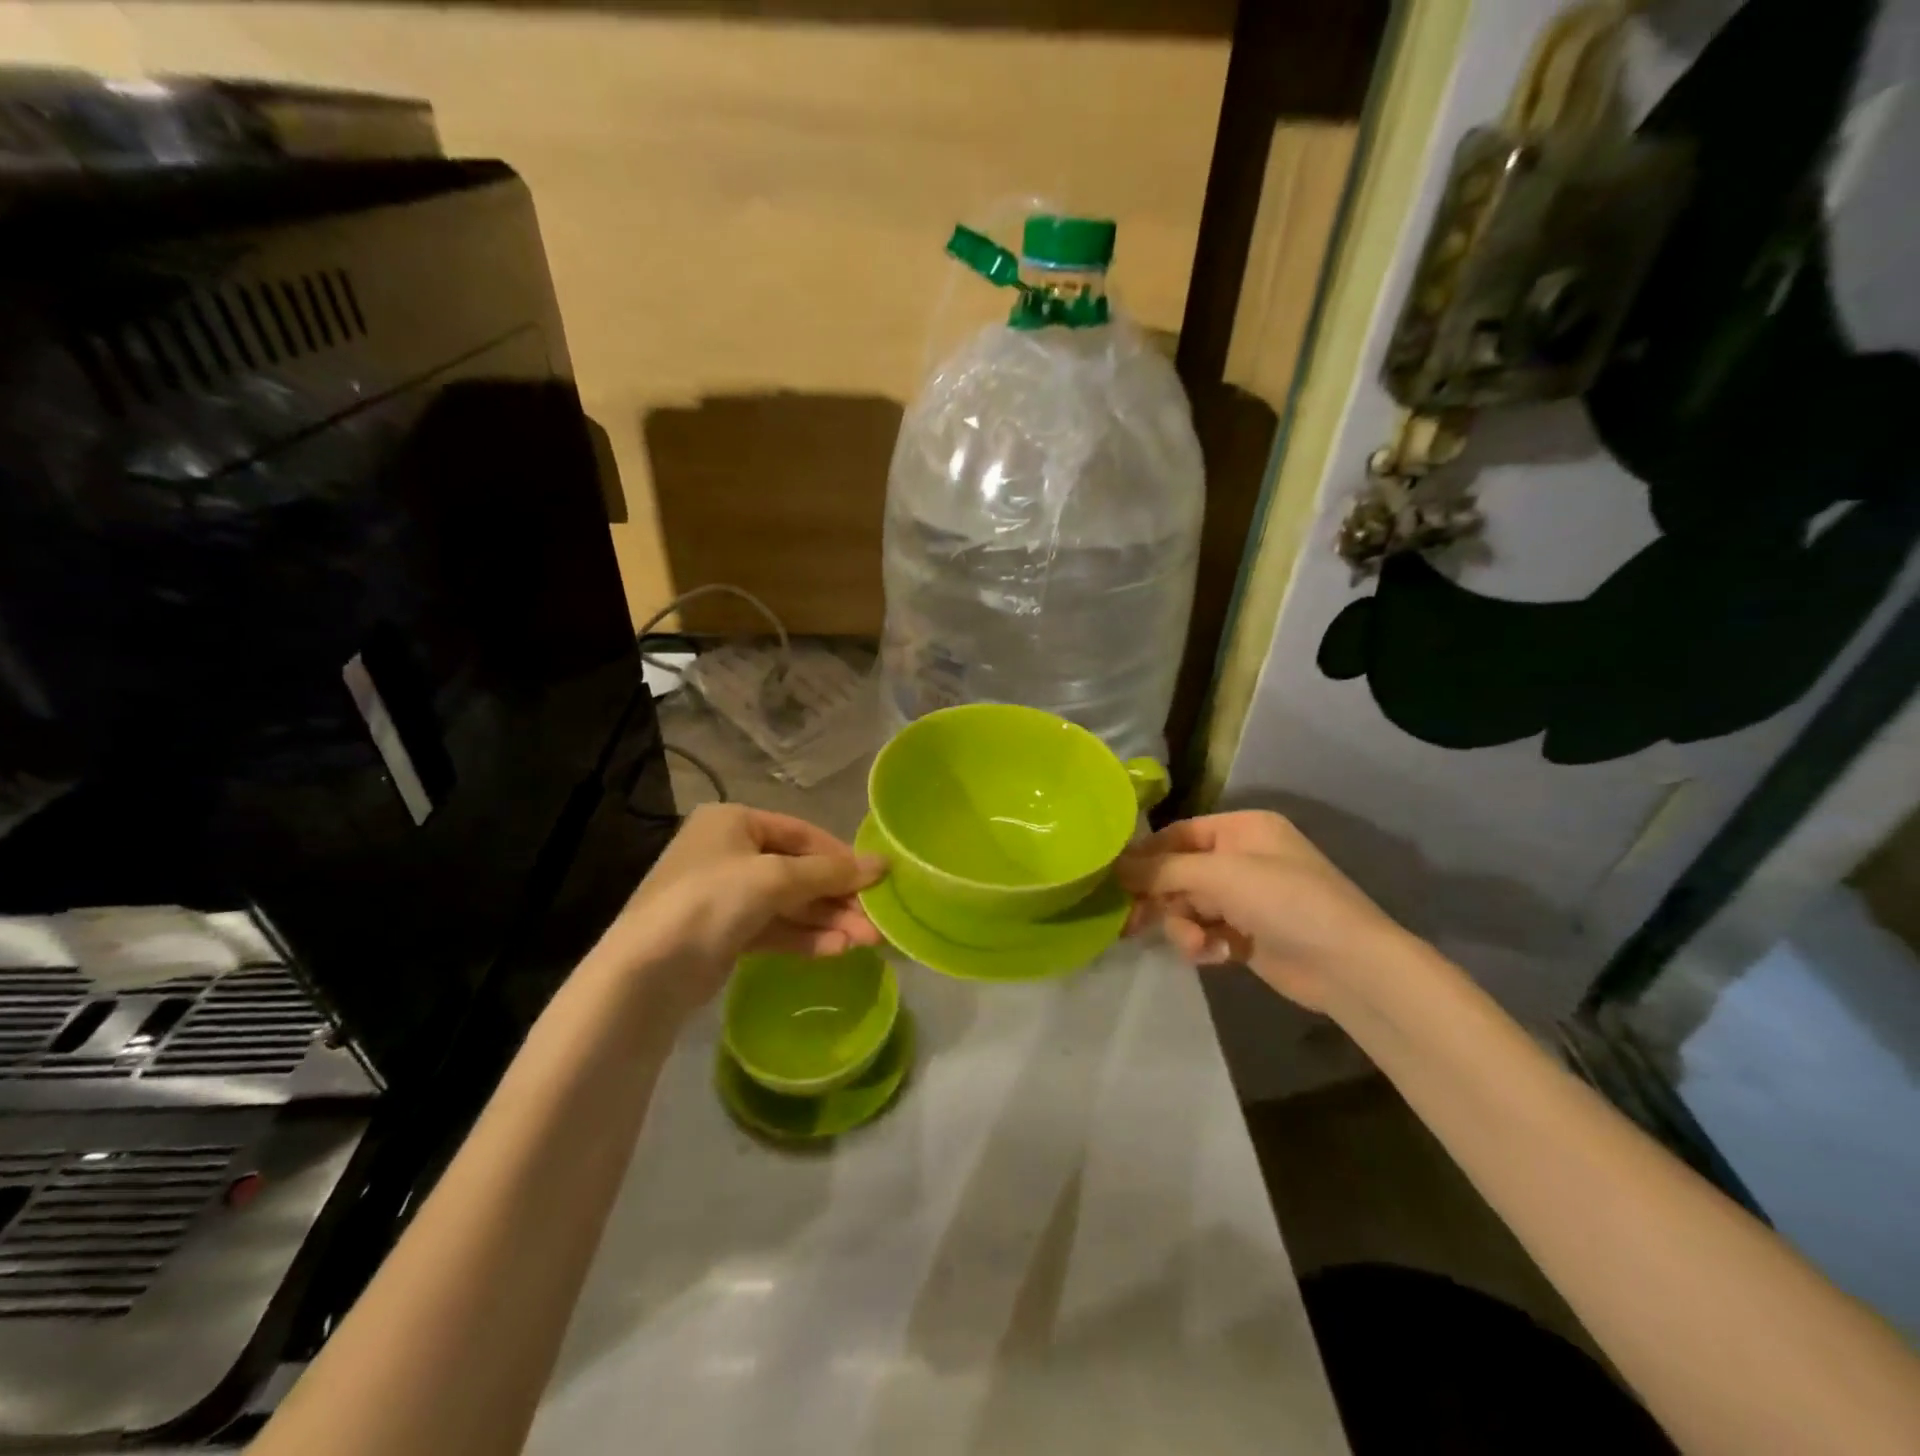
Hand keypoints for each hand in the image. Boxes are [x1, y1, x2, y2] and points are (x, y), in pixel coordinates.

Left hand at [593, 804, 884, 1013]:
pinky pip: (775, 928)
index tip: (877, 878)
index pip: (801, 833)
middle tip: (876, 921)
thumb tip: (883, 864)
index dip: (841, 856)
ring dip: (828, 921)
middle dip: (838, 897)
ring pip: (790, 904)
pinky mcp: (725, 933)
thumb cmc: (711, 901)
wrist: (647, 972)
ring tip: (867, 942)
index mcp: (733, 822)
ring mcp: (725, 895)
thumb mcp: (775, 878)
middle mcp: (729, 852)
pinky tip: (837, 950)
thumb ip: (830, 872)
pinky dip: (805, 937)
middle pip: (798, 871)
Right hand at [1118, 810, 1405, 1011]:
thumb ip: (1163, 870)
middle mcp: (1241, 858)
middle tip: (1132, 922)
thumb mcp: (1220, 876)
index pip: (1178, 835)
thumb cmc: (1286, 901)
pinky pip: (1205, 931)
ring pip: (1188, 906)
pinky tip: (1214, 955)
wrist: (1350, 966)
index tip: (1114, 879)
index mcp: (1241, 829)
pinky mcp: (1246, 934)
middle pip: (1179, 873)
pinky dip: (1203, 943)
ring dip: (1184, 926)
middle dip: (1162, 898)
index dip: (1146, 856)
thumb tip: (1114, 865)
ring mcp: (1245, 898)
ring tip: (1197, 945)